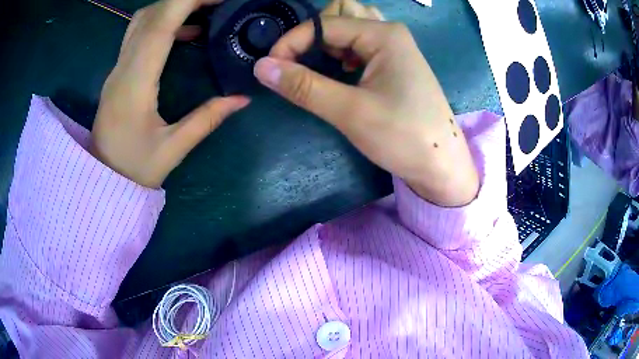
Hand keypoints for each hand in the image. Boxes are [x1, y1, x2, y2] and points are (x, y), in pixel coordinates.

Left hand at [91, 0, 249, 187]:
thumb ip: (206, 119)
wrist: (102, 179)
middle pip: (151, 15)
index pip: (159, 26)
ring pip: (142, 21)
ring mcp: (117, 68)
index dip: (188, 2)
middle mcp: (122, 68)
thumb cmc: (133, 170)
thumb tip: (241, 97)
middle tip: (218, 2)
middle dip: (185, 0)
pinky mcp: (118, 72)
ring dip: (172, 8)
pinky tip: (185, 32)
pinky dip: (163, 23)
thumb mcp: (173, 149)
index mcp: (135, 84)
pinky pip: (139, 34)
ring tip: (204, 10)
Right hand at [253, 17, 478, 206]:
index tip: (269, 68)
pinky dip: (341, 55)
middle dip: (312, 37)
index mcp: (384, 34)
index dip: (291, 42)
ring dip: (327, 45)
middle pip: (339, 16)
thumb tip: (261, 67)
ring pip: (349, 31)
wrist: (442, 166)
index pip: (324, 24)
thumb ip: (304, 86)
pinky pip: (360, 47)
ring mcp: (394, 48)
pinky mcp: (394, 65)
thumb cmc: (403, 137)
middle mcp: (390, 33)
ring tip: (321, 70)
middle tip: (301, 65)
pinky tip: (342, 73)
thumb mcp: (350, 111)